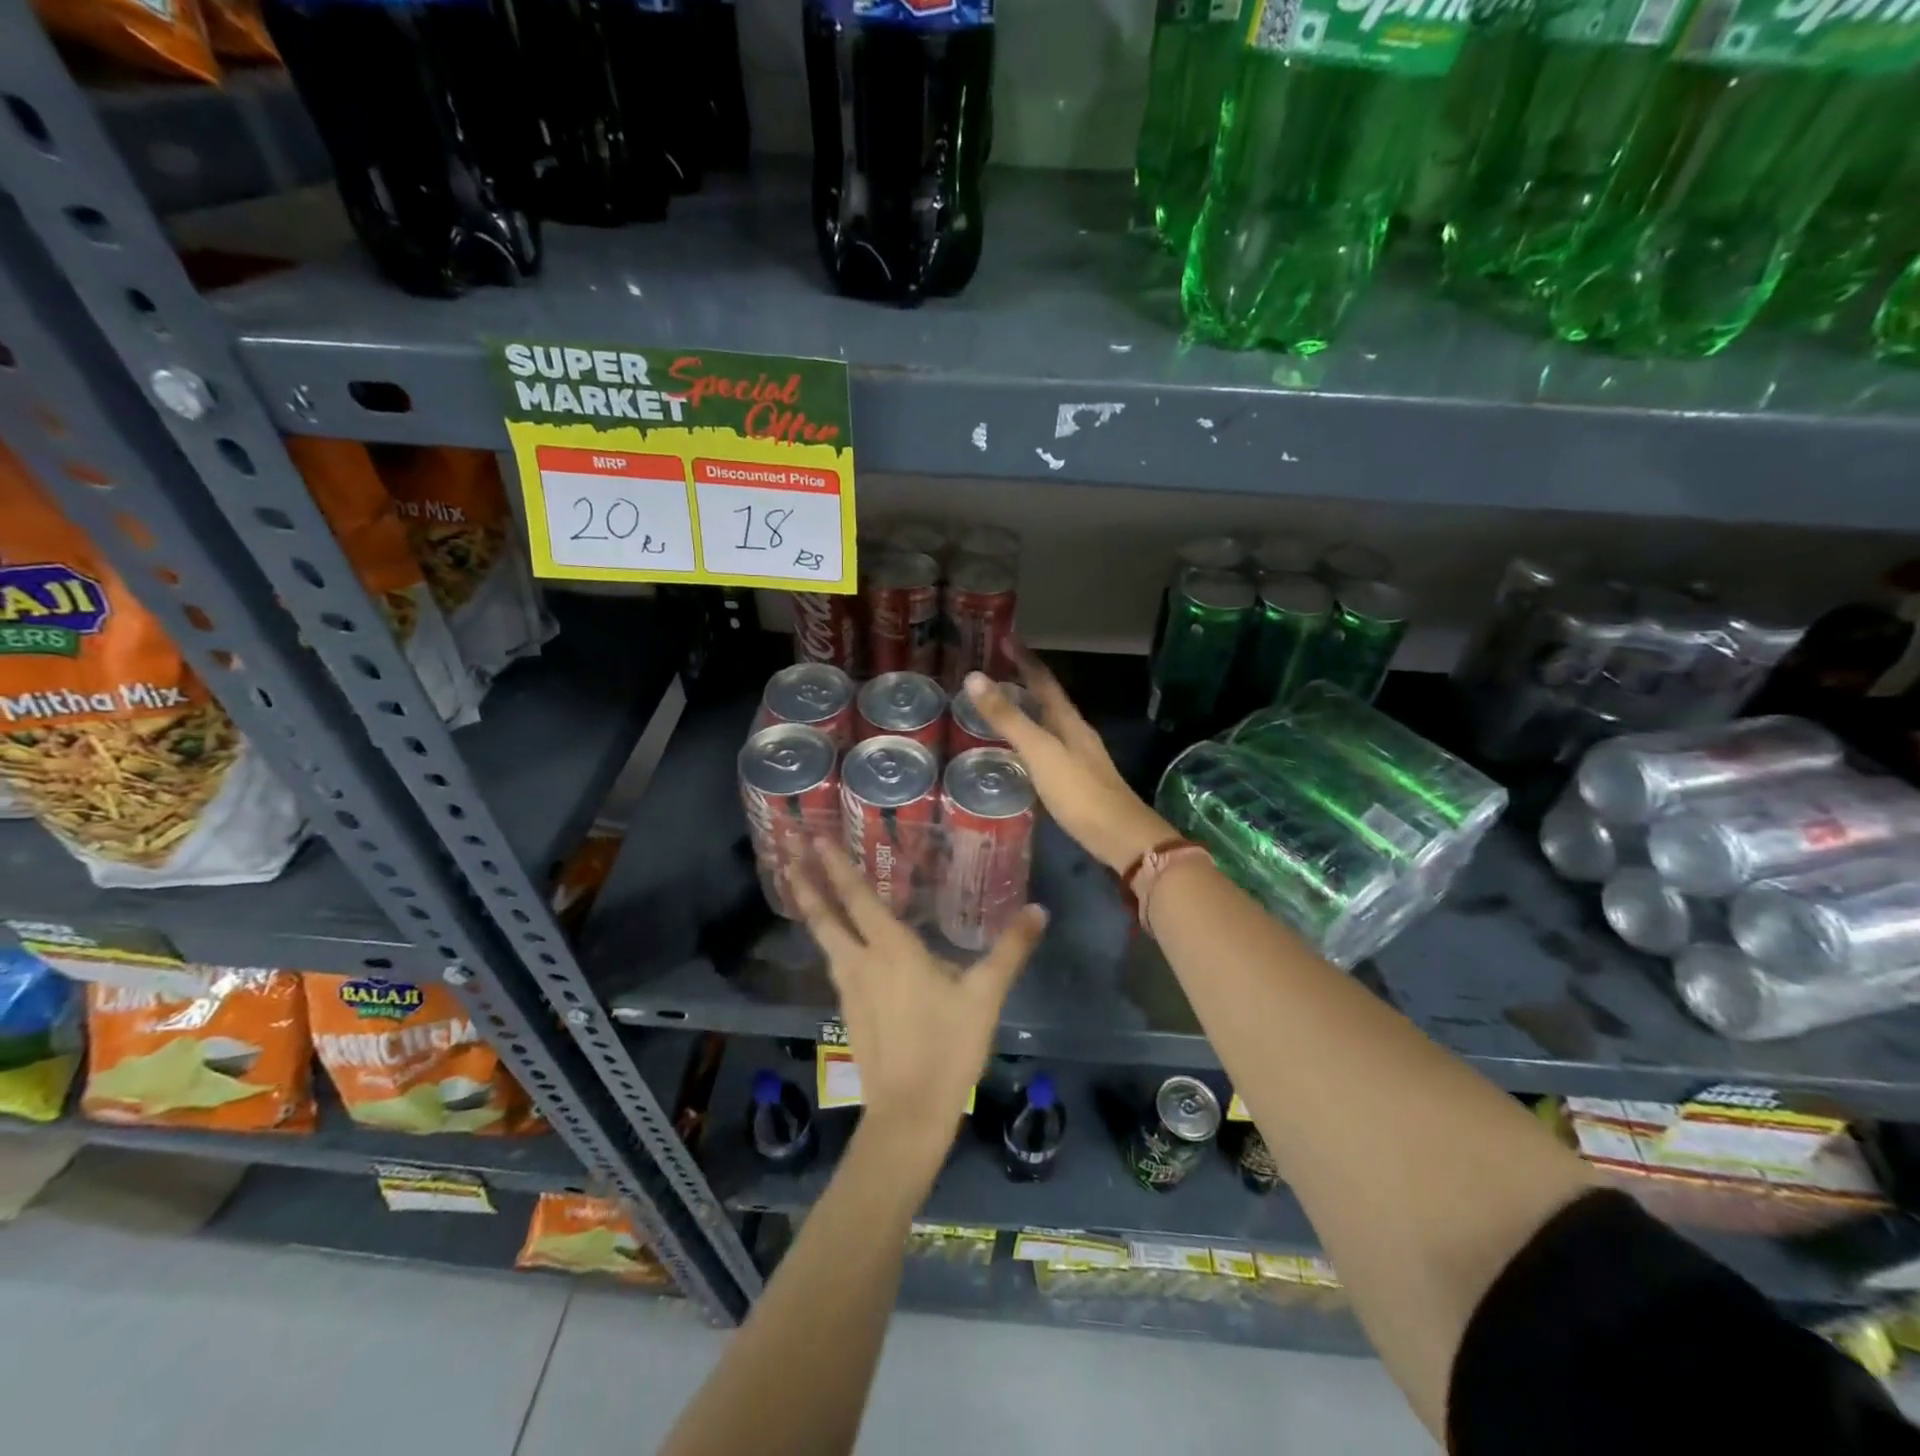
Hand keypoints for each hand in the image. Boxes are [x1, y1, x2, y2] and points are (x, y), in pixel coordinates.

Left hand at [787, 841, 1046, 1166]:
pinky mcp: (848, 1012)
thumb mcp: (985, 995)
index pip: (857, 897)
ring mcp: (849, 989)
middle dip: (805, 880)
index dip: (836, 866)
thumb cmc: (948, 1047)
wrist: (910, 1113)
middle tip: (787, 848)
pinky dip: (829, 938)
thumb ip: (1010, 949)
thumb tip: (1039, 909)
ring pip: (824, 939)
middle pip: (824, 915)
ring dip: (812, 907)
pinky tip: (838, 942)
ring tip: (800, 884)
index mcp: (892, 950)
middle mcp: (861, 962)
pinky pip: (834, 962)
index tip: (814, 837)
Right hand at [964, 653, 1175, 872]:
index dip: (1024, 659)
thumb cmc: (1080, 792)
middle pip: (1048, 699)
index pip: (1043, 680)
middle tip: (994, 671)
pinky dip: (1030, 739)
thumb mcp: (1040, 752)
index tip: (1005, 639)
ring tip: (1000, 706)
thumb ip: (1008, 718)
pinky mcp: (1076, 781)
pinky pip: (1048, 748)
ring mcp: (1079, 757)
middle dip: (1024, 682)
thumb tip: (974, 677)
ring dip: (1027, 711)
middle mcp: (1076, 733)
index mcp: (1068, 721)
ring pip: (1049, 724)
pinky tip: (1019, 752)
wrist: (1121, 837)